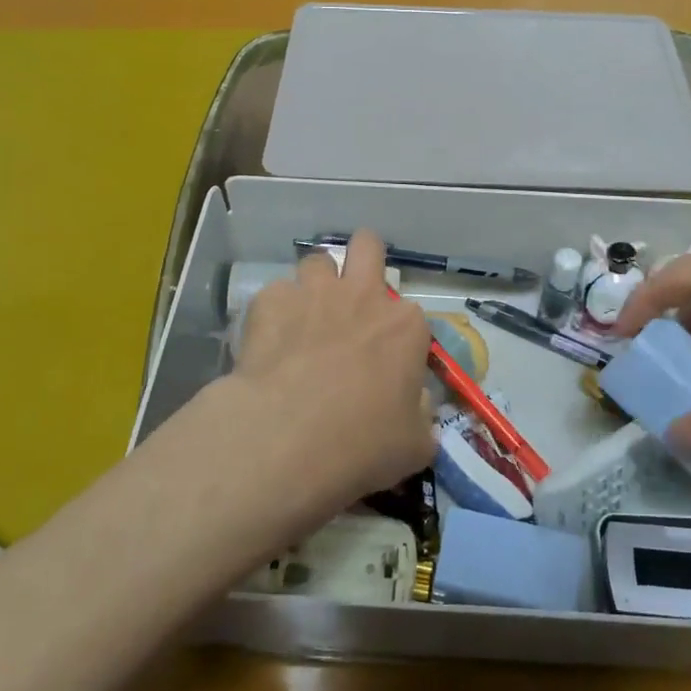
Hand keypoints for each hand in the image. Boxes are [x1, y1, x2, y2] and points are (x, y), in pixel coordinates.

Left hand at [227, 231, 435, 503]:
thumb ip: (422, 415)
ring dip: (315, 284)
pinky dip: (275, 312)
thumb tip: (417, 404)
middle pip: (367, 245)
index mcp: (405, 326)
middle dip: (363, 258)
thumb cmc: (362, 443)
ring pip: (317, 261)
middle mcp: (362, 296)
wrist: (287, 438)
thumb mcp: (415, 445)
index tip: (389, 366)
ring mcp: (313, 293)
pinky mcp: (269, 302)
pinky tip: (269, 341)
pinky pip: (275, 293)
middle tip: (352, 293)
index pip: (413, 317)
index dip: (400, 339)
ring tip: (305, 316)